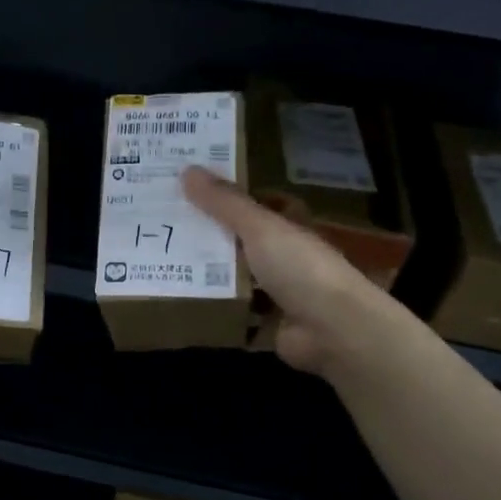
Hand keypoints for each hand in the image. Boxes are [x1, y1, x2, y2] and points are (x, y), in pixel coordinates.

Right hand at [181, 166, 401, 377]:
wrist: (333, 330)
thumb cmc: (299, 267)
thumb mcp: (259, 226)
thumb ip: (224, 203)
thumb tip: (187, 170)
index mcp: (291, 228)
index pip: (263, 204)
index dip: (234, 197)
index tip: (197, 192)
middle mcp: (288, 257)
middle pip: (245, 243)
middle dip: (213, 237)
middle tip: (168, 227)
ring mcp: (281, 294)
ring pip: (240, 280)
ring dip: (212, 277)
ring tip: (167, 265)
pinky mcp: (271, 326)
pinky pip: (238, 316)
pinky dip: (218, 313)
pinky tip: (186, 305)